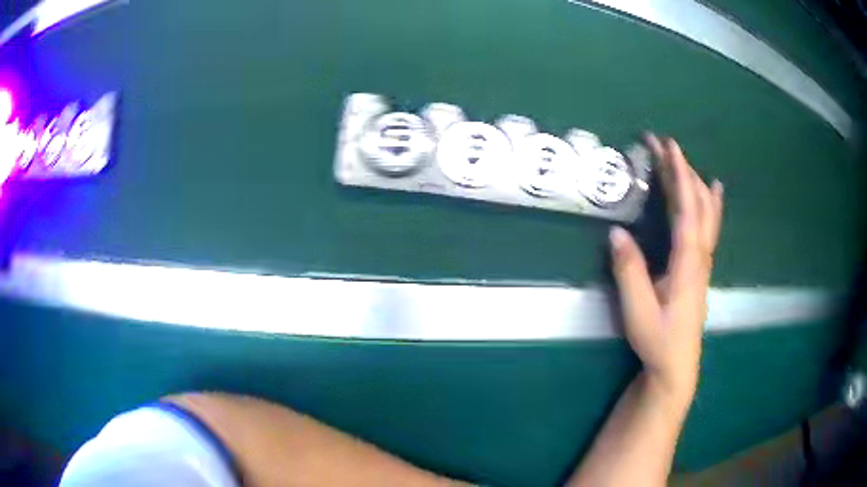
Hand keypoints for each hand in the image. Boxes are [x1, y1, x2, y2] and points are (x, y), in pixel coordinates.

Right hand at [610, 134, 722, 410]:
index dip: (680, 176)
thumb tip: (616, 233)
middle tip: (664, 144)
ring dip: (694, 182)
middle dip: (683, 170)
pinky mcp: (699, 267)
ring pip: (707, 213)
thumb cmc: (658, 340)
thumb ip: (629, 272)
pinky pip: (709, 225)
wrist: (676, 365)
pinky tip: (714, 191)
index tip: (669, 147)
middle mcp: (700, 256)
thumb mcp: (638, 311)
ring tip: (682, 159)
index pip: (687, 210)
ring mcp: (703, 261)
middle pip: (698, 204)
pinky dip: (711, 202)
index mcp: (687, 263)